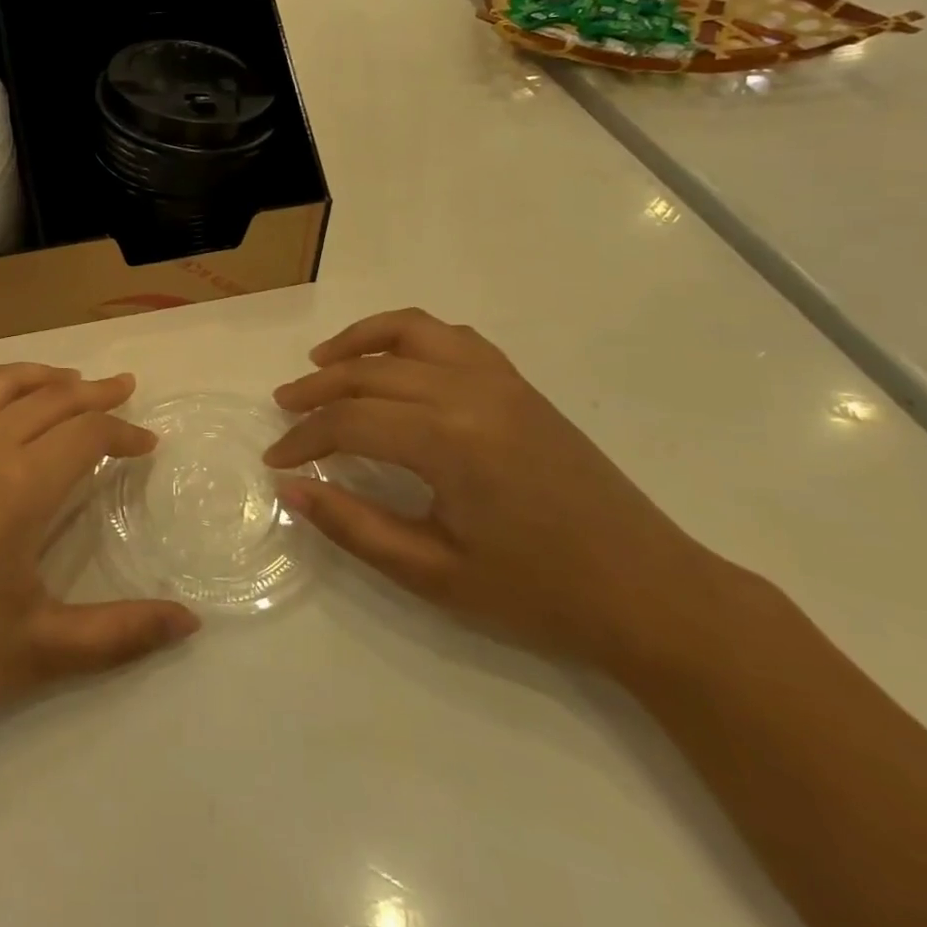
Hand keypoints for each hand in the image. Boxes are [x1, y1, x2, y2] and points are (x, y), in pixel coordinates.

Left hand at [0, 352, 199, 763]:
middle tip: (123, 390)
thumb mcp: (41, 654)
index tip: (147, 445)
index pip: (89, 437)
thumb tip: (192, 622)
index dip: (124, 434)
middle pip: (49, 401)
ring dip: (38, 375)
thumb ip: (122, 634)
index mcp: (21, 486)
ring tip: (67, 378)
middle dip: (93, 393)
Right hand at [266, 309, 722, 670]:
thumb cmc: (539, 594)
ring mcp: (500, 381)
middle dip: (316, 389)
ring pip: (410, 333)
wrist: (651, 592)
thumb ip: (354, 526)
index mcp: (449, 441)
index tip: (275, 458)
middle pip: (369, 372)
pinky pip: (452, 337)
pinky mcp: (519, 384)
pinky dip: (408, 337)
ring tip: (323, 362)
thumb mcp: (434, 573)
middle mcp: (470, 392)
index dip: (304, 437)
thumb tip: (292, 488)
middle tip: (283, 408)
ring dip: (358, 343)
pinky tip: (392, 364)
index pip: (350, 421)